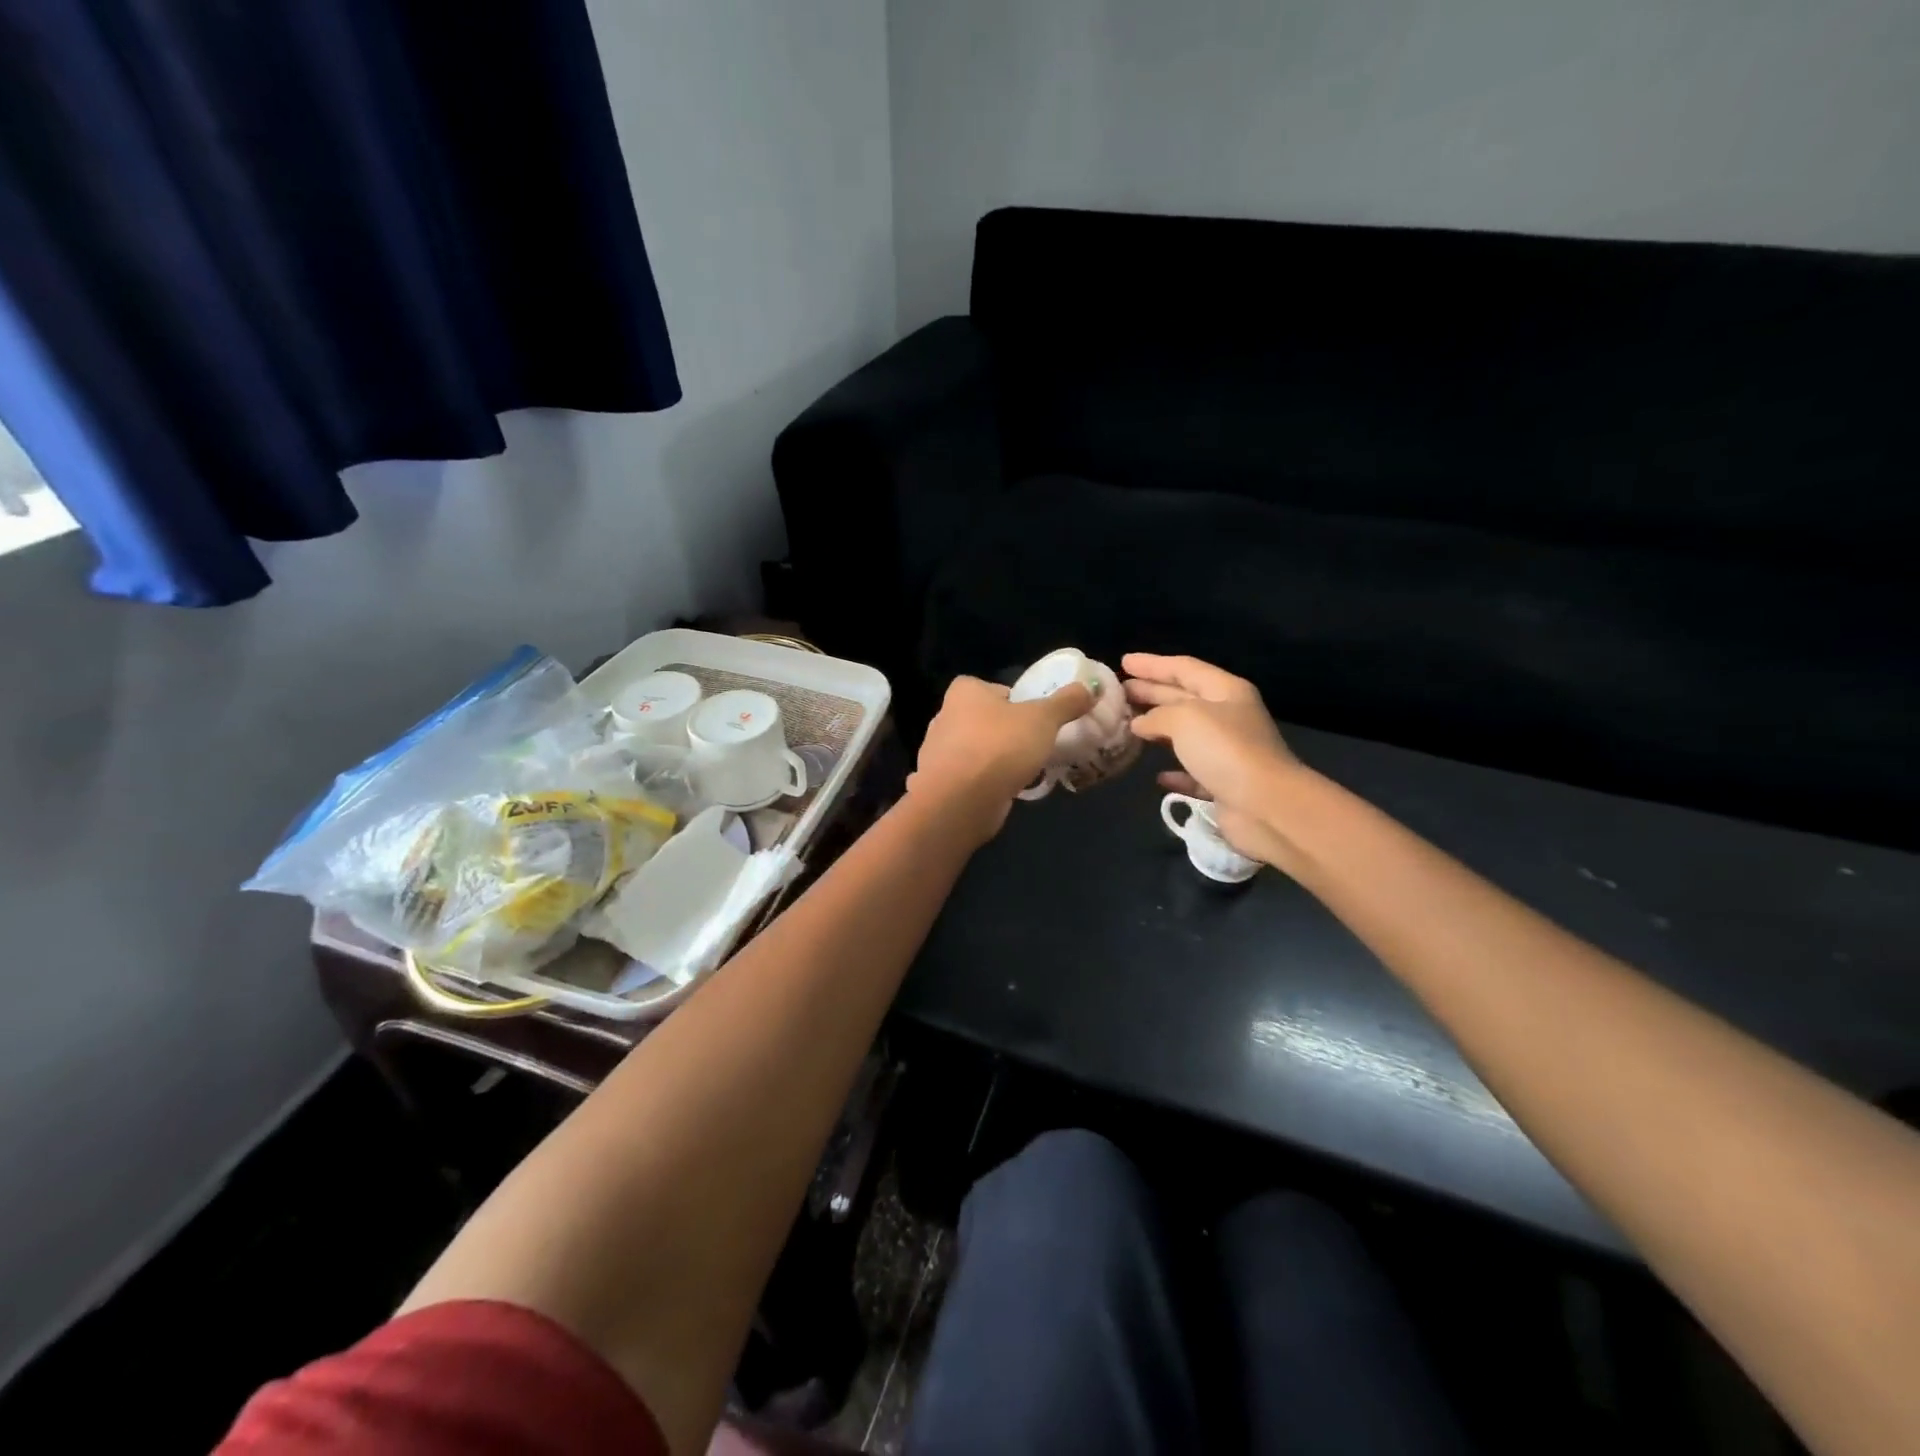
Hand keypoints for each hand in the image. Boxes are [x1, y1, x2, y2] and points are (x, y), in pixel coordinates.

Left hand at [909, 675, 1093, 844]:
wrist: (962, 800)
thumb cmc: (1000, 746)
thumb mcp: (1043, 719)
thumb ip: (1066, 702)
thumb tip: (1090, 687)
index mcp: (964, 692)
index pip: (996, 689)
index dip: (1018, 702)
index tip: (1037, 719)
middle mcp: (945, 717)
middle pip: (987, 720)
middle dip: (1008, 733)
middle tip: (1035, 746)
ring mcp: (938, 752)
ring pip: (978, 750)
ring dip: (997, 760)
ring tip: (1024, 771)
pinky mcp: (941, 783)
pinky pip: (971, 777)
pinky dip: (986, 782)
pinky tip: (1005, 790)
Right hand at [1123, 653, 1300, 863]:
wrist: (1265, 805)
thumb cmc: (1225, 749)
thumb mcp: (1185, 718)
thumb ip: (1157, 715)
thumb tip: (1139, 723)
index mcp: (1225, 691)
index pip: (1184, 668)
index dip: (1152, 664)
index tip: (1123, 662)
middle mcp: (1228, 717)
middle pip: (1183, 697)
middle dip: (1151, 692)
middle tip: (1119, 691)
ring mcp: (1227, 752)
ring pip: (1185, 734)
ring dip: (1158, 728)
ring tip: (1128, 724)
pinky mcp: (1223, 784)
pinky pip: (1193, 772)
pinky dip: (1175, 771)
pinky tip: (1157, 775)